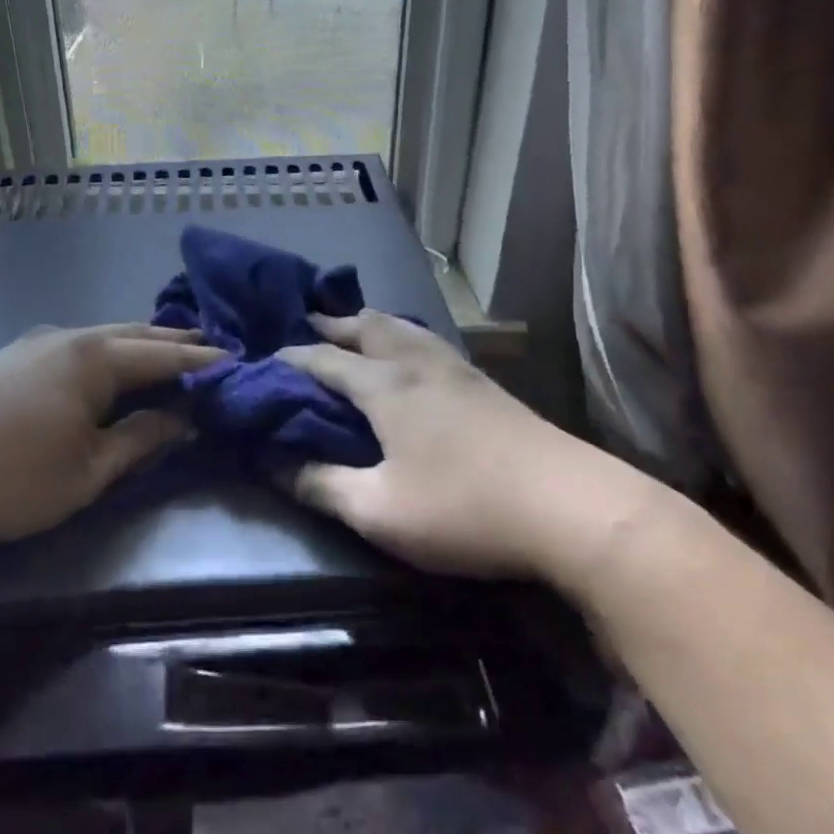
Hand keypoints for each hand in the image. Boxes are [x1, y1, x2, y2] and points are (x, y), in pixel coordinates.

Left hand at [0, 323, 224, 543]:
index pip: (164, 354)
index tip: (235, 360)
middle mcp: (70, 337)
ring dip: (139, 344)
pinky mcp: (11, 357)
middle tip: (209, 346)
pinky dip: (108, 351)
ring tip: (166, 353)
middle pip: (135, 333)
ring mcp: (36, 343)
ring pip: (103, 336)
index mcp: (95, 358)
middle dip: (174, 340)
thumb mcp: (87, 472)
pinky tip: (106, 367)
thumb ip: (140, 439)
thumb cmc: (8, 479)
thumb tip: (183, 417)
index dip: (201, 360)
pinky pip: (77, 345)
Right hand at [280, 311, 662, 590]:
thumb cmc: (463, 507)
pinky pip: (427, 341)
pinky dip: (402, 336)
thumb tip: (275, 465)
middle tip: (307, 325)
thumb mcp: (379, 512)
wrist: (569, 505)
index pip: (324, 358)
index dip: (291, 358)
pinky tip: (411, 355)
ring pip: (402, 327)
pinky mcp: (484, 382)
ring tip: (355, 328)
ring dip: (369, 322)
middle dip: (332, 323)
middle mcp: (416, 362)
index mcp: (384, 385)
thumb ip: (322, 486)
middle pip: (366, 325)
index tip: (264, 361)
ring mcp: (455, 367)